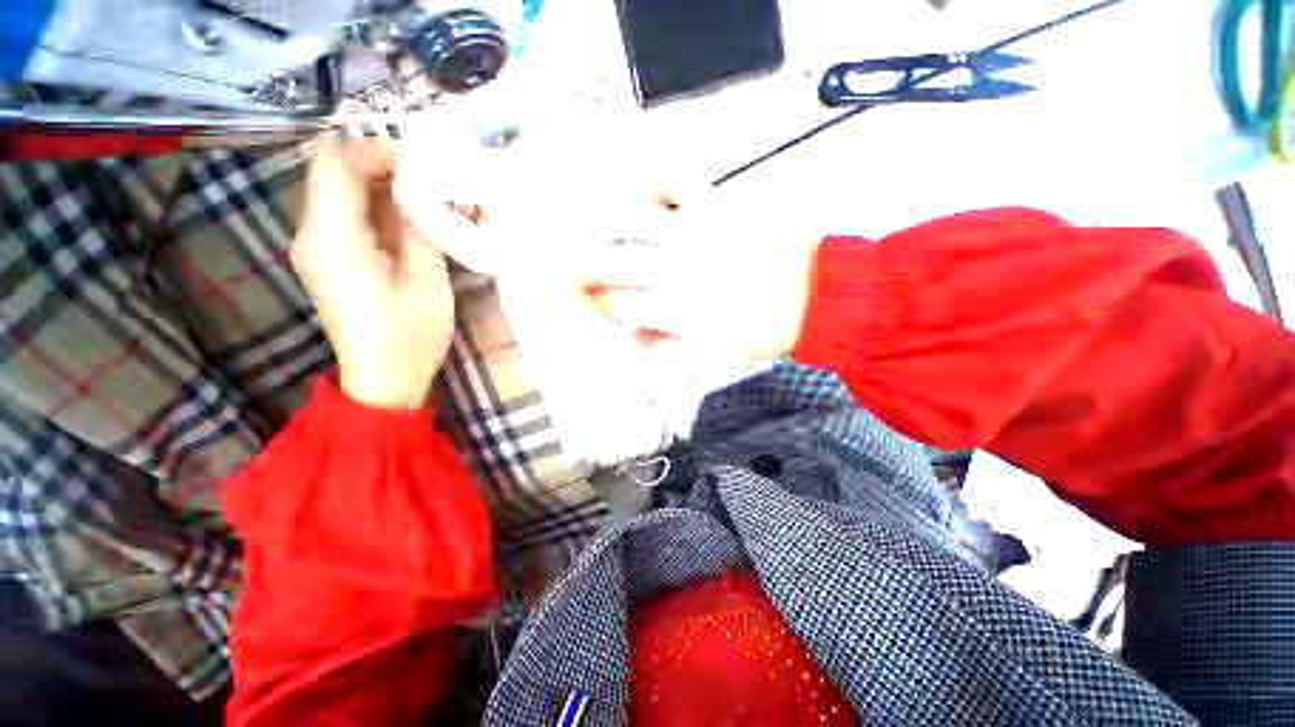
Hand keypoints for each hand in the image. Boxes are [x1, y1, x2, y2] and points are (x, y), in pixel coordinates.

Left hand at [292, 140, 455, 409]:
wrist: (384, 379)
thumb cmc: (409, 335)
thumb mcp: (427, 281)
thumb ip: (421, 227)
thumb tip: (425, 187)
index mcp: (333, 238)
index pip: (336, 164)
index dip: (377, 151)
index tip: (424, 164)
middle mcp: (314, 234)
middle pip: (336, 173)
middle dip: (385, 167)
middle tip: (434, 181)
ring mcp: (319, 246)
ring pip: (344, 192)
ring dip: (386, 187)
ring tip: (431, 200)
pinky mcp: (332, 258)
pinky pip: (350, 215)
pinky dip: (381, 208)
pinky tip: (414, 222)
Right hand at [578, 196, 821, 360]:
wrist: (817, 297)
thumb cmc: (764, 331)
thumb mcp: (715, 358)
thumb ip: (669, 350)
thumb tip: (638, 336)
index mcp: (676, 309)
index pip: (618, 304)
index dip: (595, 303)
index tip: (584, 302)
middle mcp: (676, 268)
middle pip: (612, 259)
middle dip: (581, 262)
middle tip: (565, 259)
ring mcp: (696, 233)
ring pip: (633, 218)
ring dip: (604, 220)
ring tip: (592, 220)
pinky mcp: (719, 207)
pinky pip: (679, 183)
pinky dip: (657, 180)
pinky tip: (644, 185)